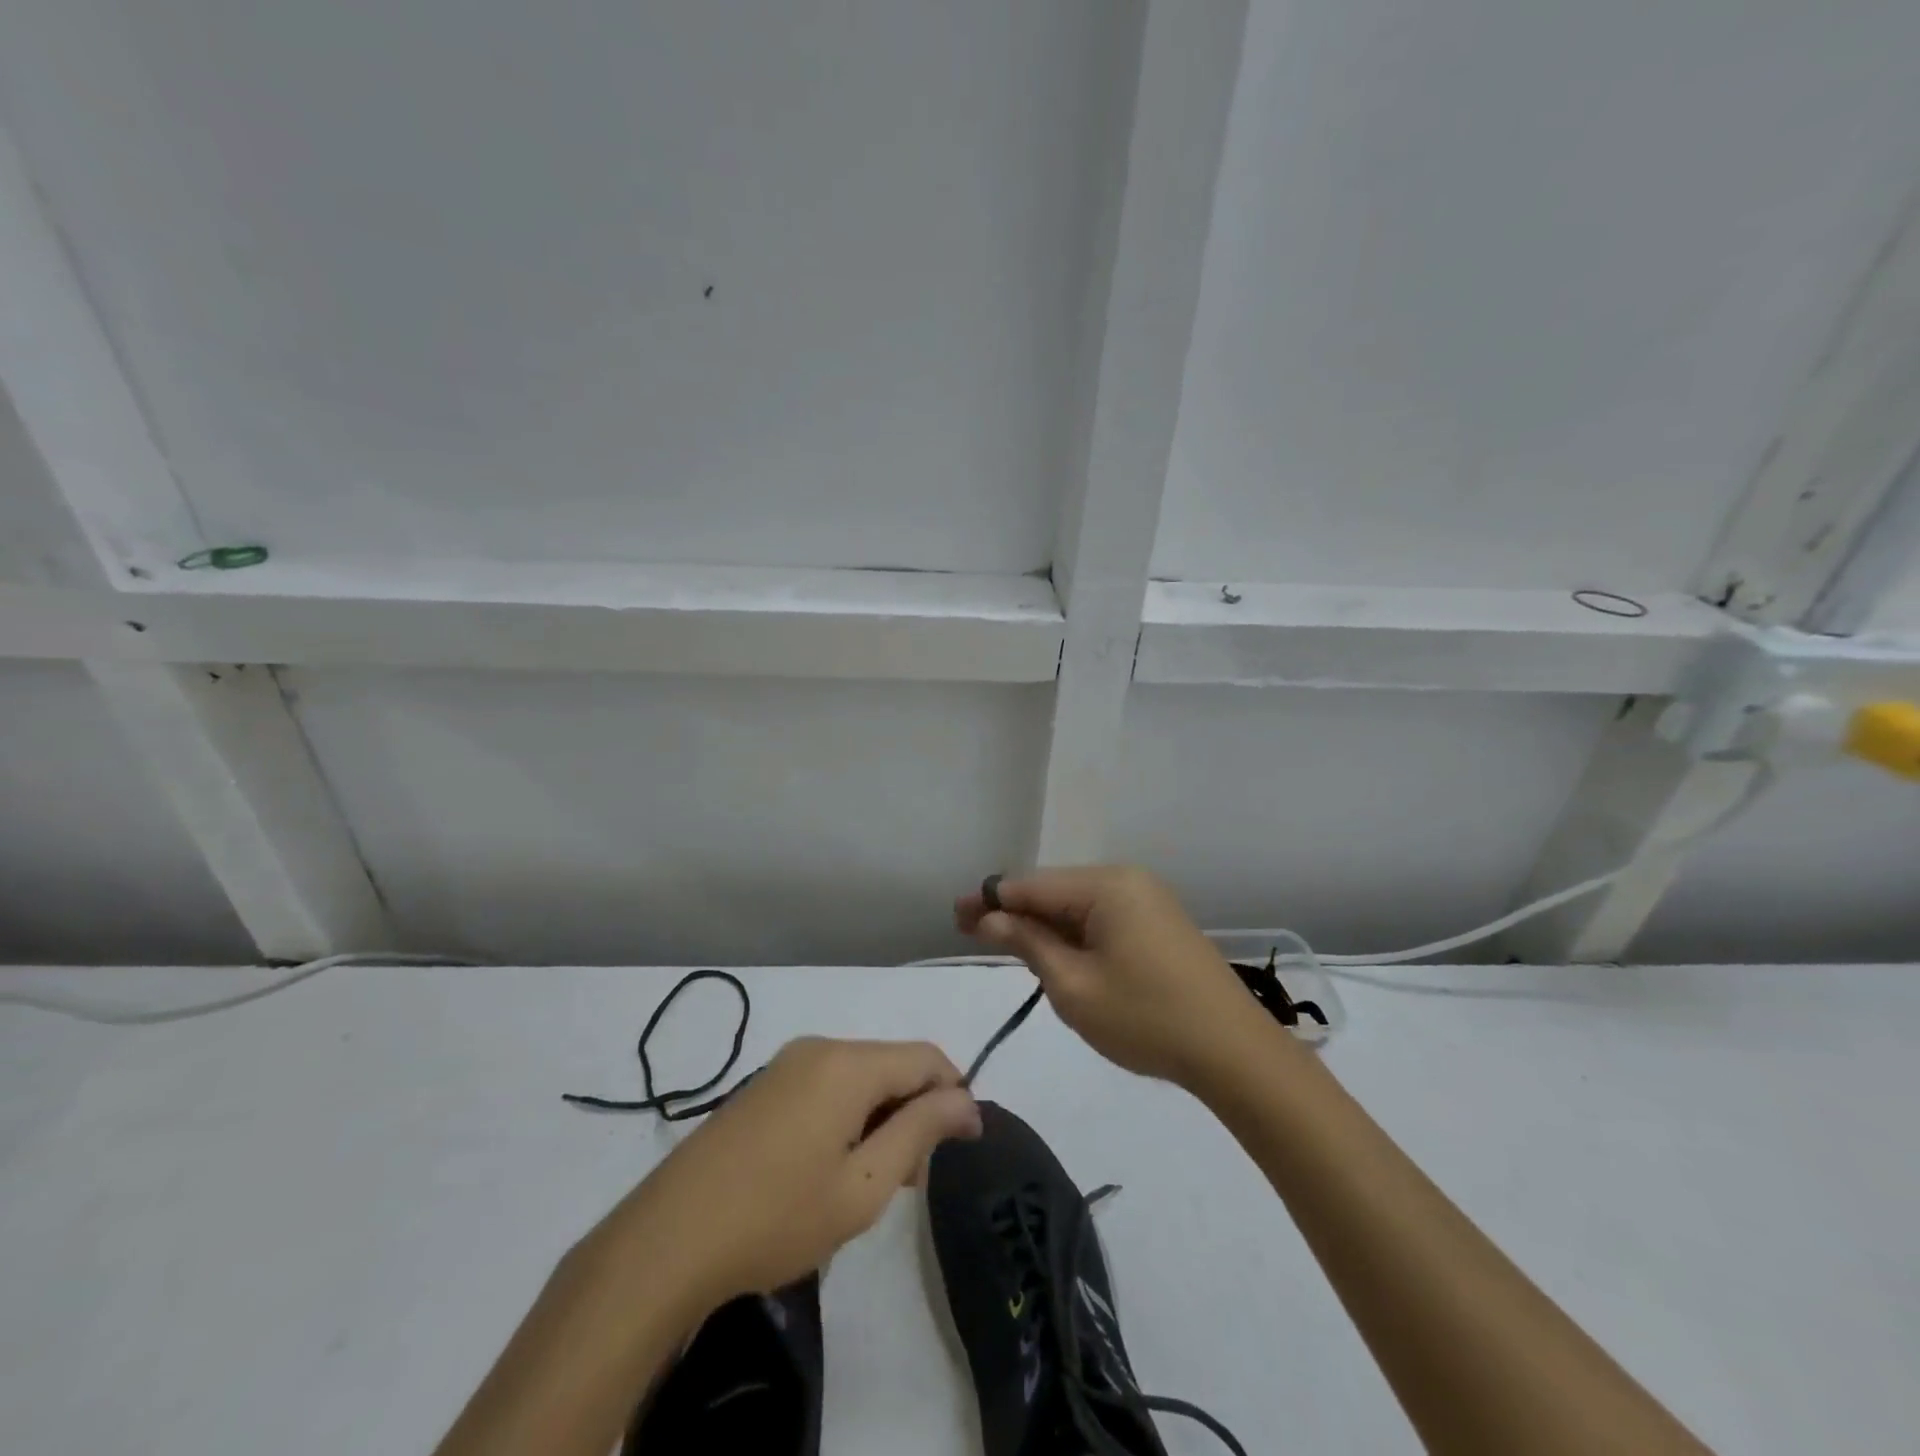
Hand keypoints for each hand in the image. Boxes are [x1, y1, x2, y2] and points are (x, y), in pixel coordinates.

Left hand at [614, 1037, 981, 1304]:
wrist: (668, 1240)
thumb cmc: (776, 1216)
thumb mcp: (862, 1186)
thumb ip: (919, 1132)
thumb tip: (966, 1100)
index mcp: (847, 1064)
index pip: (926, 1057)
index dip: (955, 1094)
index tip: (965, 1146)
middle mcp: (819, 1048)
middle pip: (892, 1064)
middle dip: (916, 1111)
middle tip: (912, 1180)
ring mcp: (786, 1064)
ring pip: (860, 1076)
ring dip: (882, 1117)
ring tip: (873, 1182)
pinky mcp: (764, 1086)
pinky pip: (827, 1085)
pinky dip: (849, 1116)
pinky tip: (833, 1167)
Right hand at [956, 866, 1253, 1087]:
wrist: (1234, 1052)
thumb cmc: (1146, 1018)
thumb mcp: (1073, 986)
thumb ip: (1028, 943)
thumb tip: (990, 917)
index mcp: (1106, 886)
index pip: (1032, 885)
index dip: (989, 899)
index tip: (954, 915)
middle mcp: (1127, 880)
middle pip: (1054, 890)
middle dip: (1014, 911)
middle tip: (971, 931)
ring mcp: (1147, 900)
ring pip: (1077, 905)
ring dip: (1043, 924)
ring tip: (1005, 943)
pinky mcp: (1158, 923)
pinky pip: (1102, 918)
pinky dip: (1072, 934)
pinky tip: (1053, 951)